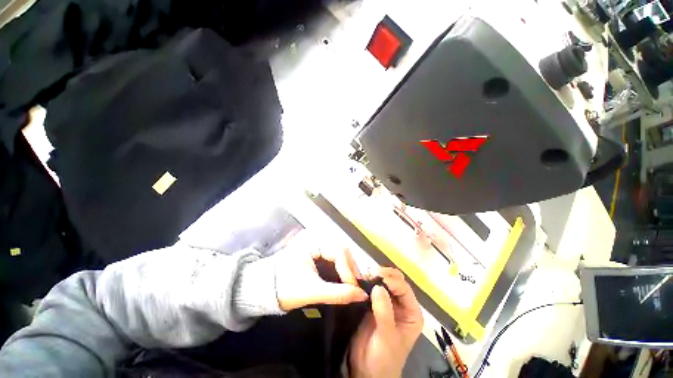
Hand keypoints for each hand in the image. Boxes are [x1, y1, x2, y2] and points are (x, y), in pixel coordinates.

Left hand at [275, 231, 367, 311]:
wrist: (266, 289)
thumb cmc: (285, 288)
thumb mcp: (312, 291)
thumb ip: (338, 294)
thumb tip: (363, 296)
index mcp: (312, 241)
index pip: (338, 250)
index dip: (348, 270)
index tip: (355, 289)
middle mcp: (316, 237)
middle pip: (342, 249)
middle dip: (350, 269)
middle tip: (356, 287)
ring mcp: (317, 243)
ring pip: (340, 252)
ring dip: (348, 268)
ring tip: (352, 285)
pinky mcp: (317, 251)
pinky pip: (335, 256)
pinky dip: (341, 268)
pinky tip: (344, 279)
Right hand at [349, 267, 423, 377]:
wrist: (366, 371)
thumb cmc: (383, 358)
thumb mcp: (387, 337)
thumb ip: (384, 312)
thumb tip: (378, 287)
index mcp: (411, 313)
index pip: (404, 289)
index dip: (392, 281)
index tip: (377, 277)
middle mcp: (401, 304)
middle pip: (396, 281)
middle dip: (384, 275)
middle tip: (370, 273)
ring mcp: (387, 303)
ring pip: (384, 281)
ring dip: (375, 276)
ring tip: (364, 275)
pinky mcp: (374, 303)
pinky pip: (372, 287)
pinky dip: (367, 282)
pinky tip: (360, 280)